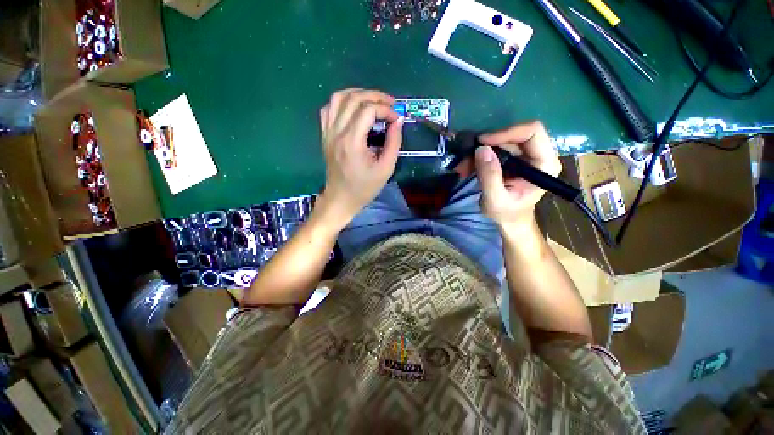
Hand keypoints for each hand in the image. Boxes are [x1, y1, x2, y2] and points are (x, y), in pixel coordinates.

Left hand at [317, 89, 402, 227]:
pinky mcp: (325, 135)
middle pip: (354, 99)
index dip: (386, 109)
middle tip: (390, 104)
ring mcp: (328, 132)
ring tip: (373, 101)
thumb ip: (393, 142)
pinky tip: (354, 108)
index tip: (397, 118)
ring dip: (358, 94)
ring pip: (339, 98)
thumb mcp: (386, 169)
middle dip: (375, 96)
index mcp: (352, 142)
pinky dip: (342, 102)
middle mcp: (337, 132)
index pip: (368, 110)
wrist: (341, 198)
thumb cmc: (364, 188)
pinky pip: (329, 109)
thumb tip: (398, 121)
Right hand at [474, 121, 560, 229]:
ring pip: (501, 141)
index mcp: (544, 164)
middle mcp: (538, 154)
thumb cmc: (507, 213)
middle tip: (466, 158)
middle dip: (488, 145)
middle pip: (514, 134)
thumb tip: (481, 149)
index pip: (532, 132)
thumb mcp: (495, 199)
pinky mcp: (513, 158)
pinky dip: (479, 157)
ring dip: (479, 152)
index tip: (482, 143)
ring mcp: (525, 155)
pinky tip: (467, 168)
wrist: (509, 219)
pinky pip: (495, 149)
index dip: (506, 133)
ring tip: (463, 167)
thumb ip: (490, 176)